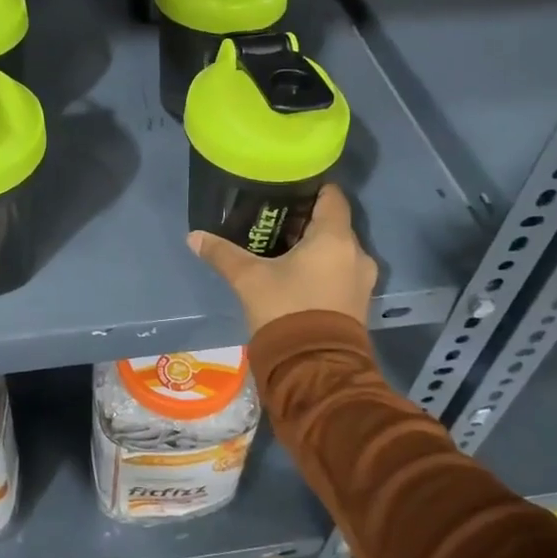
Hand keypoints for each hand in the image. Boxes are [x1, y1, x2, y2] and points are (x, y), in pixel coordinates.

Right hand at [188, 184, 377, 334]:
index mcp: (335, 237)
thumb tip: (194, 236)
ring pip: (338, 250)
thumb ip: (223, 254)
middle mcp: (357, 253)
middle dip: (306, 221)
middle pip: (334, 223)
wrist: (314, 369)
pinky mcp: (359, 303)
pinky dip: (323, 268)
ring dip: (315, 248)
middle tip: (275, 222)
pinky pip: (341, 272)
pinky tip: (296, 276)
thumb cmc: (285, 310)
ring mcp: (362, 280)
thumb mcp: (248, 279)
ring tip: (282, 250)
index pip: (332, 196)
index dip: (312, 188)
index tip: (288, 189)